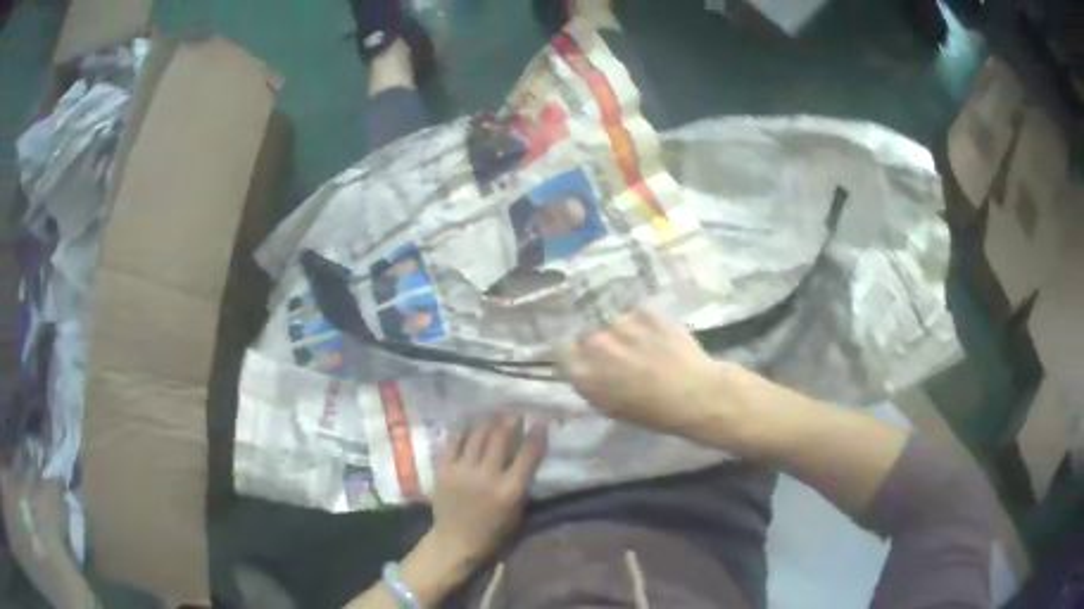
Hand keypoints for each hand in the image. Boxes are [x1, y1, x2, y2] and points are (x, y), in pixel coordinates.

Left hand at [427, 416, 547, 569]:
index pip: (527, 455)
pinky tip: (470, 428)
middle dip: (510, 421)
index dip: (536, 435)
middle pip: (500, 438)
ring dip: (488, 424)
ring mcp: (463, 470)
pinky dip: (464, 433)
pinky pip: (455, 442)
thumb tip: (526, 455)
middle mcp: (487, 476)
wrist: (455, 540)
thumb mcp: (517, 510)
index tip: (539, 422)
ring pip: (477, 435)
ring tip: (493, 418)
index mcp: (509, 490)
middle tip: (514, 414)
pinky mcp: (445, 469)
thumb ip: (521, 482)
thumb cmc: (493, 531)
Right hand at [559, 309, 741, 443]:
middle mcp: (595, 344)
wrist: (694, 394)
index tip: (584, 355)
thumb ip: (592, 383)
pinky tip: (659, 337)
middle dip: (601, 342)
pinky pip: (637, 315)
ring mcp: (620, 324)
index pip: (561, 349)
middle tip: (621, 353)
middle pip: (589, 334)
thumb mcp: (611, 407)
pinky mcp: (644, 311)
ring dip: (624, 331)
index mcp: (583, 372)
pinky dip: (645, 323)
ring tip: (644, 344)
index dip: (574, 351)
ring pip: (614, 322)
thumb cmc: (653, 413)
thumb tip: (587, 368)